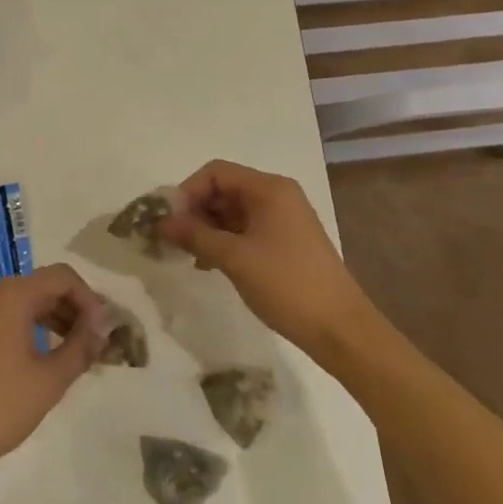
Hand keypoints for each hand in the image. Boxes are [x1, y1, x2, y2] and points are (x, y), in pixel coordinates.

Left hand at [0, 264, 109, 496]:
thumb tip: (103, 327)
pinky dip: (28, 327)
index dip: (89, 298)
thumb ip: (81, 347)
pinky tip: (42, 357)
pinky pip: (4, 315)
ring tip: (75, 352)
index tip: (104, 330)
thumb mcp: (49, 380)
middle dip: (73, 309)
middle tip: (96, 343)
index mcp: (11, 294)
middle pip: (42, 286)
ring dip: (52, 319)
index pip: (61, 276)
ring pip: (22, 301)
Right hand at [158, 159, 372, 350]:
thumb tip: (161, 222)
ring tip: (186, 254)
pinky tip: (208, 263)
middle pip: (223, 189)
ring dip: (206, 228)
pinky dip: (223, 240)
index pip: (215, 173)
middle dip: (194, 210)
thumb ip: (194, 235)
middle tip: (171, 239)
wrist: (341, 330)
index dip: (187, 191)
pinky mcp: (284, 242)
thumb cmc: (287, 284)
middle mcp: (276, 196)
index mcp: (269, 189)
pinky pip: (244, 230)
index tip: (169, 220)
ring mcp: (282, 219)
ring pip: (231, 211)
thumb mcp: (234, 258)